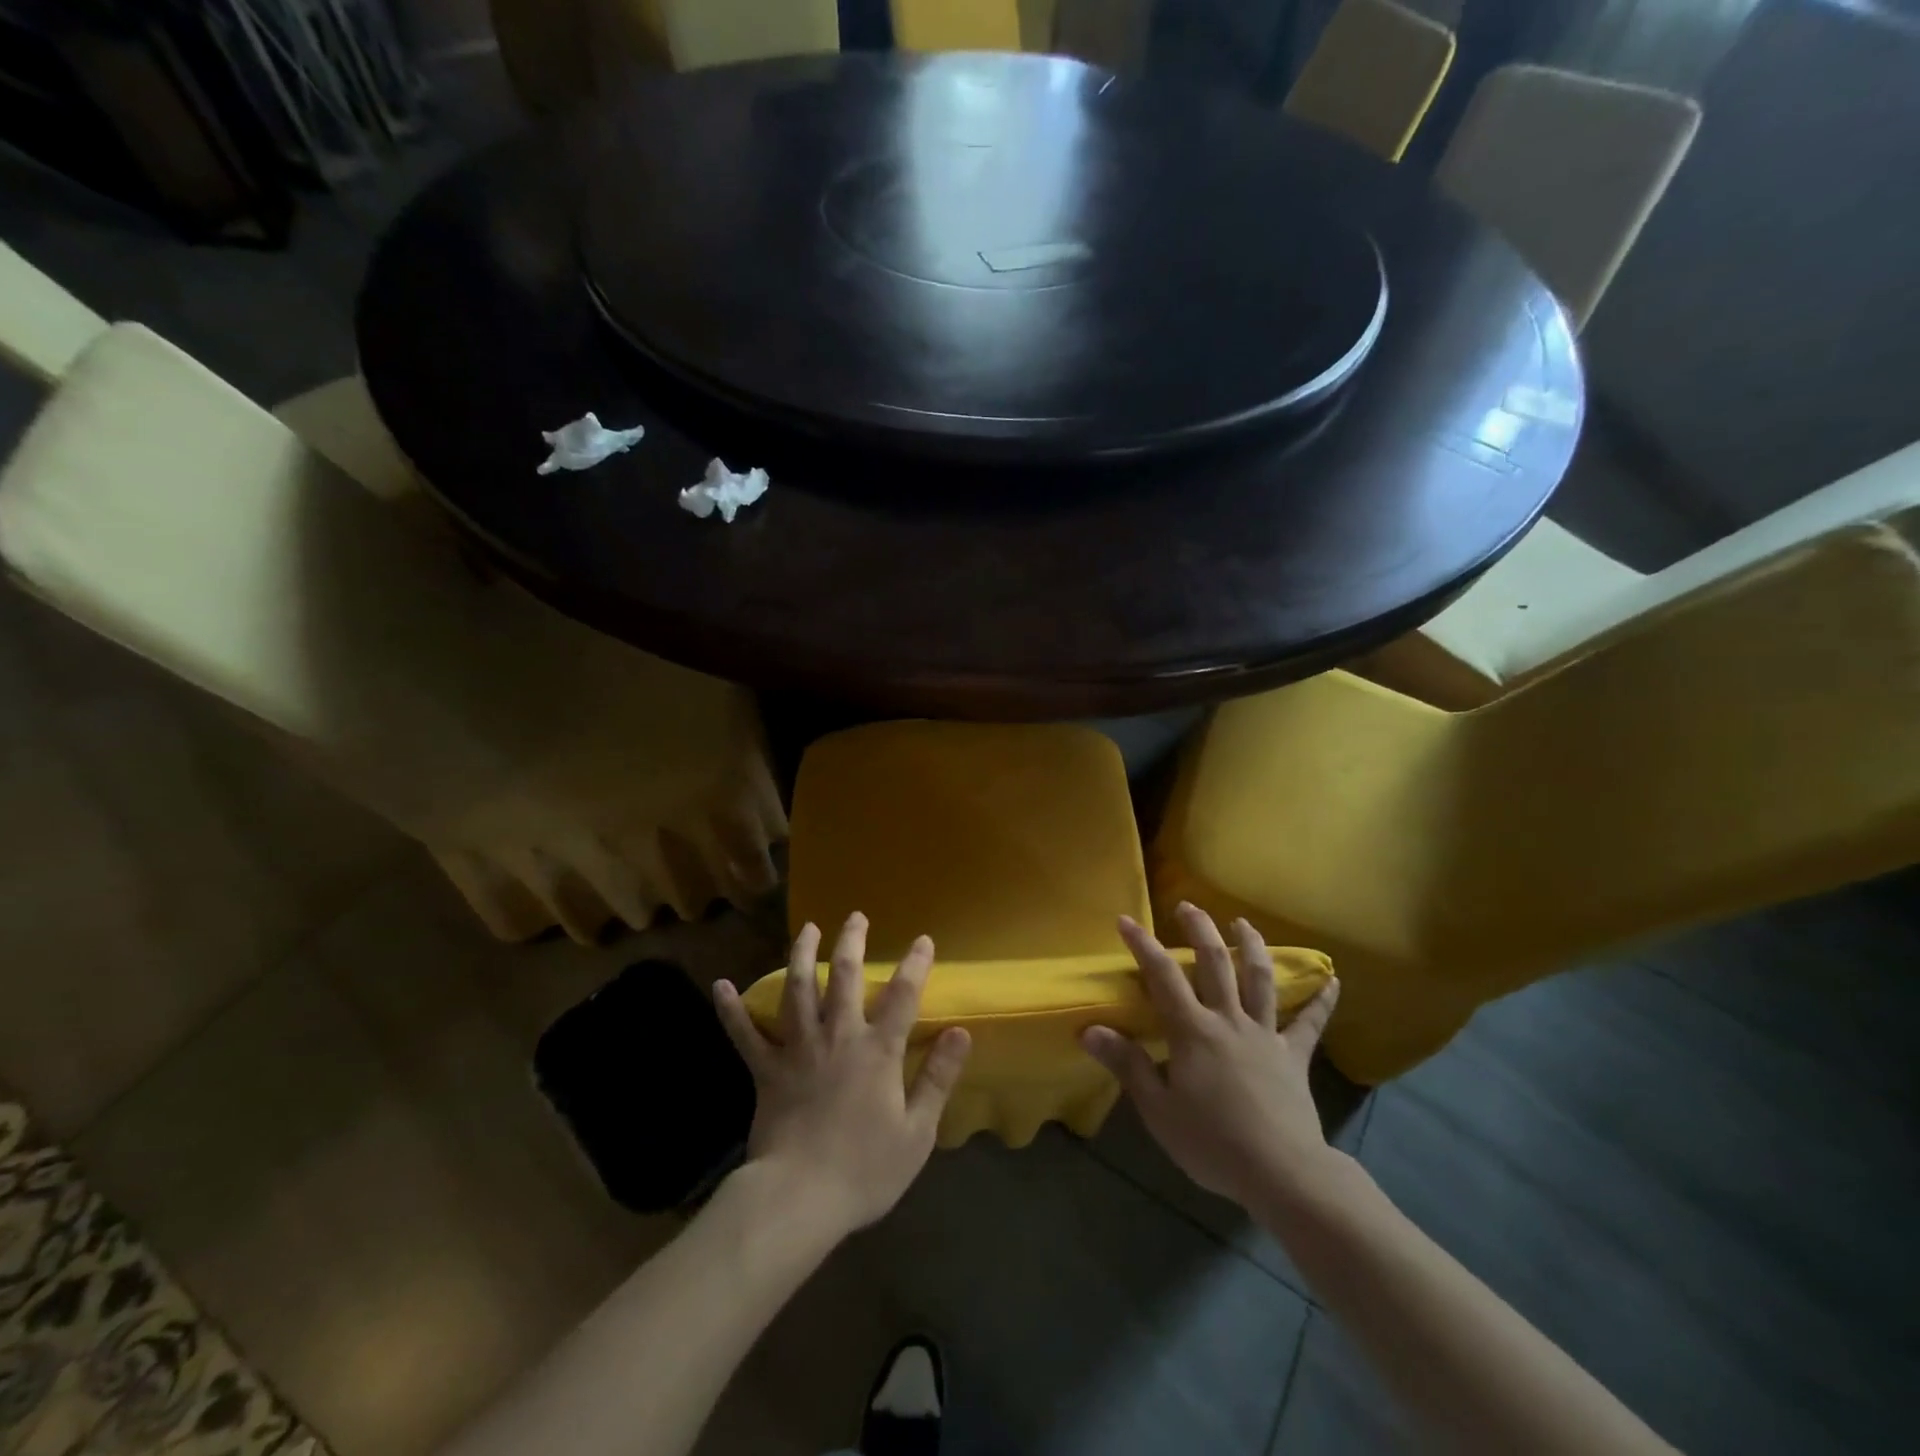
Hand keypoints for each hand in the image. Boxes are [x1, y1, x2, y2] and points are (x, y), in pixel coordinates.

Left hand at [713, 914, 970, 1237]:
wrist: (798, 1199)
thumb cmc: (864, 1169)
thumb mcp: (917, 1131)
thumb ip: (938, 1077)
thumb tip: (961, 1032)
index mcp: (877, 1051)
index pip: (903, 996)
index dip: (915, 965)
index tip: (922, 939)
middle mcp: (838, 1037)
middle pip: (845, 977)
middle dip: (852, 942)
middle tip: (855, 916)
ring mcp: (798, 1049)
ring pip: (798, 990)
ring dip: (802, 955)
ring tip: (806, 929)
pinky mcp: (766, 1070)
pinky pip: (745, 1034)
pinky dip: (732, 1010)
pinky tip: (721, 986)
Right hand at [1082, 903, 1340, 1209]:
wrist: (1282, 1173)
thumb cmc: (1212, 1143)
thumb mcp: (1158, 1109)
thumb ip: (1127, 1064)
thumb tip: (1089, 1029)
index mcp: (1193, 1031)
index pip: (1162, 976)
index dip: (1143, 945)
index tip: (1126, 920)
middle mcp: (1229, 1020)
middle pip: (1214, 963)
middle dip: (1199, 929)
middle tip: (1188, 906)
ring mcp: (1266, 1035)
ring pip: (1259, 979)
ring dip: (1251, 946)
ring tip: (1243, 923)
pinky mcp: (1294, 1056)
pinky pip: (1310, 1023)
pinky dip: (1322, 1000)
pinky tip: (1333, 979)